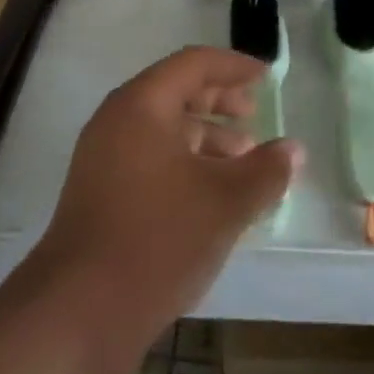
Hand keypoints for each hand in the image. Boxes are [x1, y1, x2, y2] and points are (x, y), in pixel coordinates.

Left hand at [30, 47, 301, 344]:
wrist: (80, 310)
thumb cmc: (159, 237)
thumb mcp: (226, 201)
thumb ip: (266, 170)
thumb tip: (293, 150)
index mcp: (142, 105)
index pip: (193, 64)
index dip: (233, 66)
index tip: (267, 77)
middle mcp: (116, 121)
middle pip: (175, 92)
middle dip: (219, 101)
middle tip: (254, 115)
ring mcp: (103, 159)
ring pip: (163, 129)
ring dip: (205, 136)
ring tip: (243, 160)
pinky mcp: (100, 193)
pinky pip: (150, 158)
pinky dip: (185, 162)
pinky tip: (212, 193)